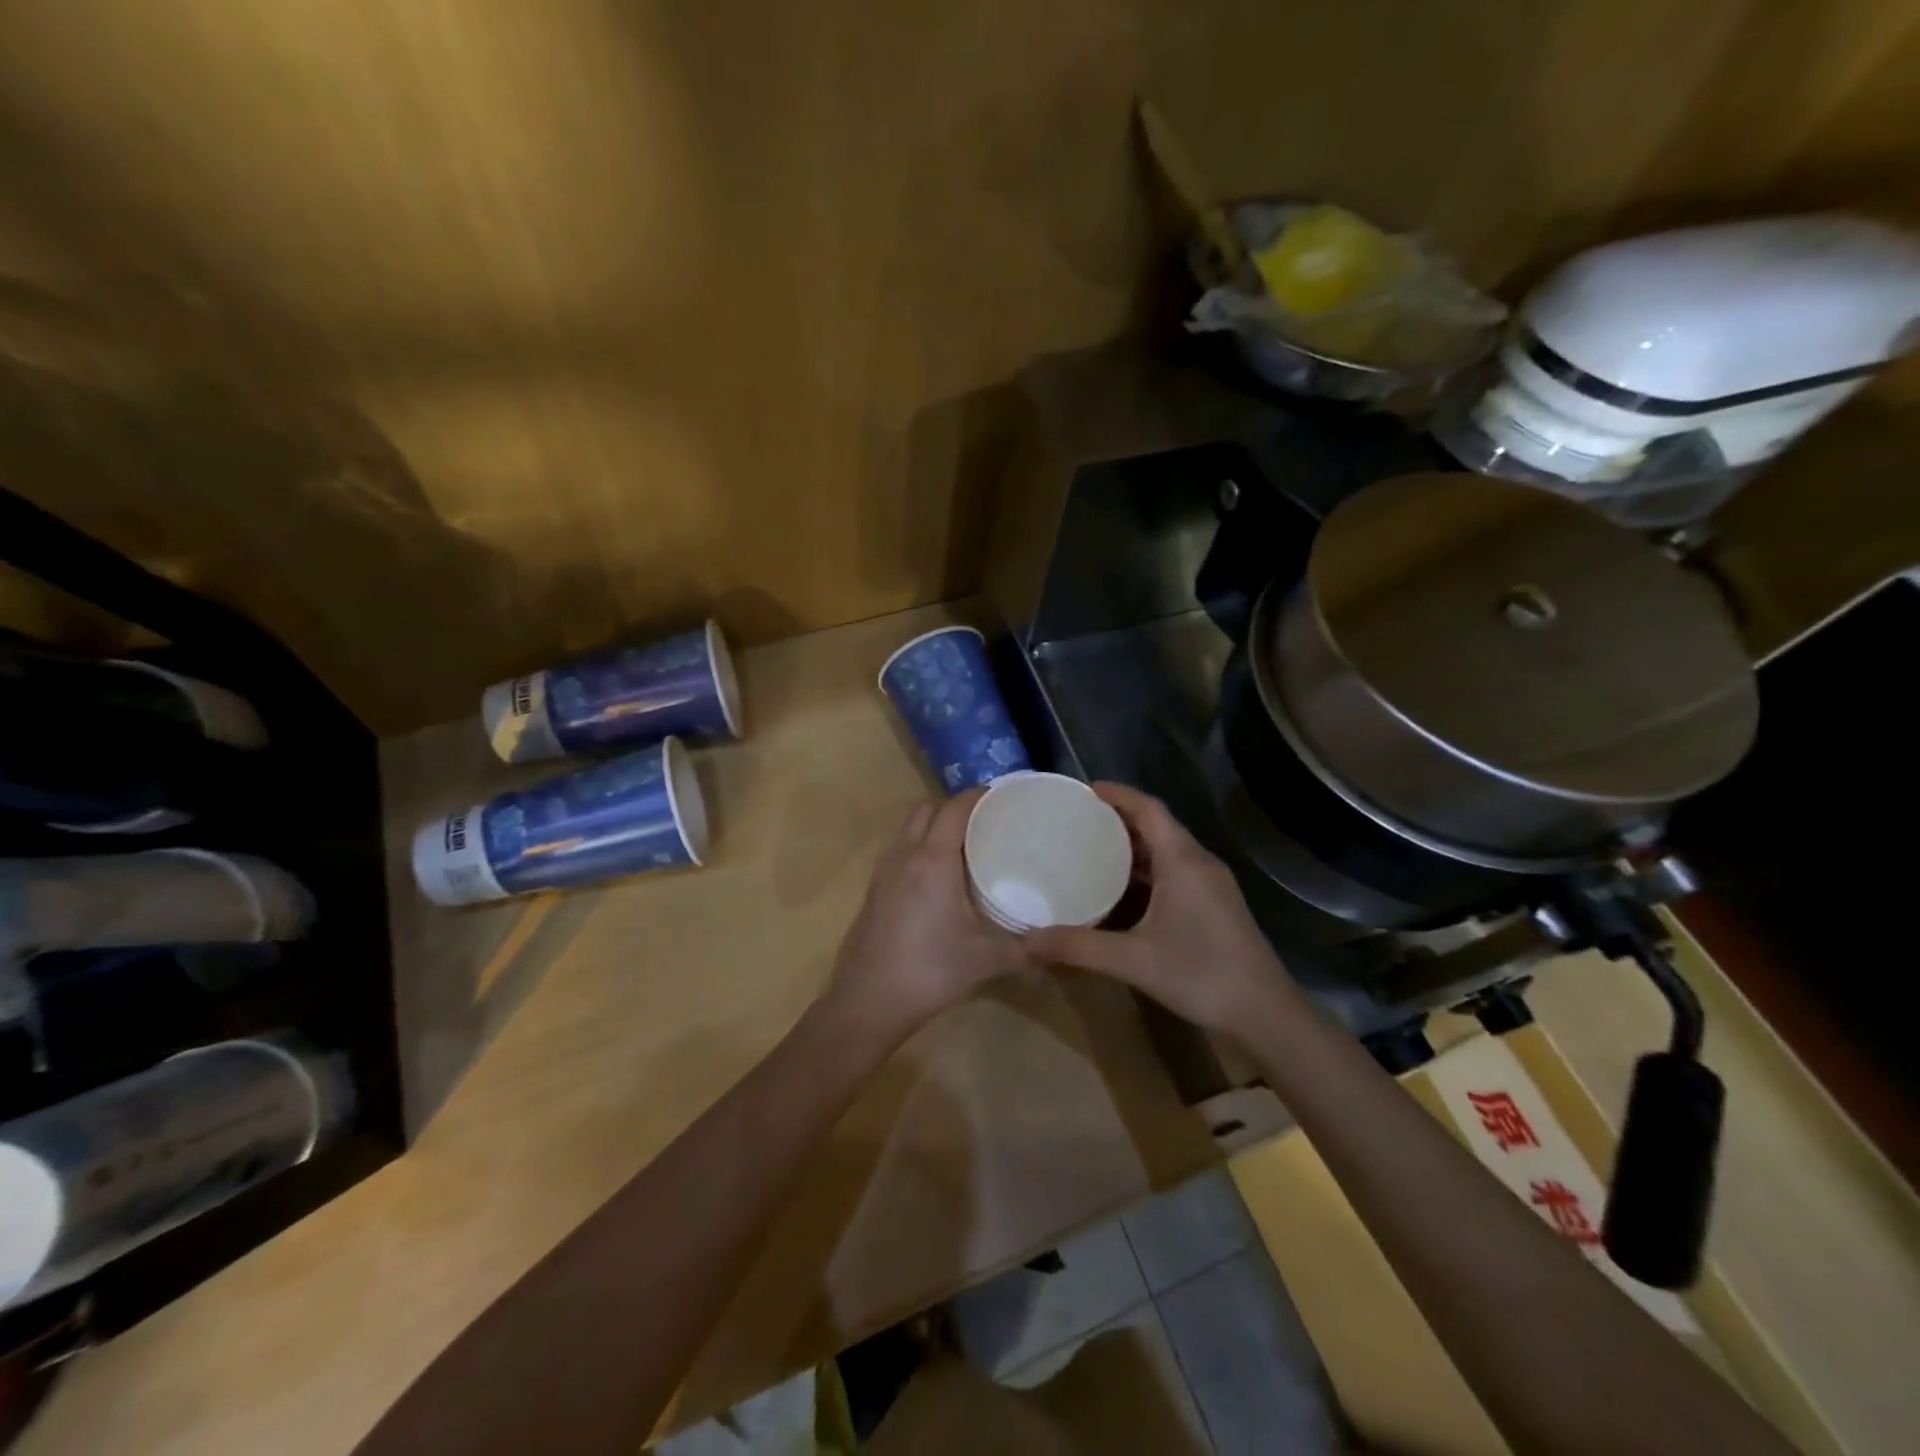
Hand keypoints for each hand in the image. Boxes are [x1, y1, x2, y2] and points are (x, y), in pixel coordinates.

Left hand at [825, 789, 1030, 1037]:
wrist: (867, 1002)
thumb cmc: (930, 971)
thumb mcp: (987, 960)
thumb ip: (1028, 950)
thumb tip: (1060, 946)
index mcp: (933, 860)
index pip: (955, 808)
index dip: (979, 795)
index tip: (1005, 798)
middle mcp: (905, 855)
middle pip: (927, 808)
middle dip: (955, 805)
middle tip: (986, 821)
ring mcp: (883, 871)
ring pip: (908, 827)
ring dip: (934, 824)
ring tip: (965, 844)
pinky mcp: (873, 890)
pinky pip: (899, 849)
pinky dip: (920, 845)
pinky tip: (939, 876)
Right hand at [1024, 783, 1304, 1035]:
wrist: (1265, 1014)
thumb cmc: (1201, 975)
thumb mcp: (1133, 961)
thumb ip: (1079, 947)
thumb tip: (1028, 940)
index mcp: (1182, 861)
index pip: (1148, 809)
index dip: (1117, 794)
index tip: (1084, 790)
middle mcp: (1199, 863)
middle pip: (1157, 825)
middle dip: (1119, 818)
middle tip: (1078, 821)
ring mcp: (1211, 884)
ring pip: (1168, 849)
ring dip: (1133, 845)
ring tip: (1093, 849)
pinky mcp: (1216, 904)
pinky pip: (1176, 870)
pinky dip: (1147, 869)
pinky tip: (1124, 890)